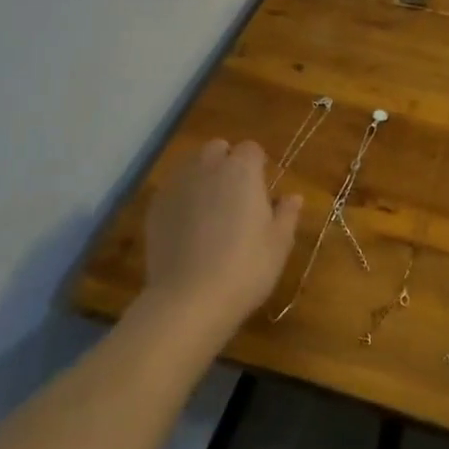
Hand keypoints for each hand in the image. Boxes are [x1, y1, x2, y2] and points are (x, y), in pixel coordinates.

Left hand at [137, 139, 301, 342]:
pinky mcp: (156, 206)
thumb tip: (292, 197)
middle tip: (235, 197)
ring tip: (209, 211)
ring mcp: (177, 185)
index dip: (256, 165)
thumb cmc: (245, 268)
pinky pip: (172, 190)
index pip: (251, 149)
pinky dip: (182, 199)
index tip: (260, 189)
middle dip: (226, 163)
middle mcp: (208, 167)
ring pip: (191, 166)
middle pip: (217, 149)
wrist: (189, 299)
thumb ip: (287, 214)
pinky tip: (187, 228)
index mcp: (242, 171)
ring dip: (202, 177)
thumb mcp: (278, 244)